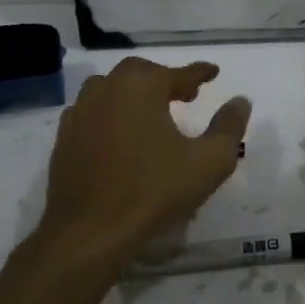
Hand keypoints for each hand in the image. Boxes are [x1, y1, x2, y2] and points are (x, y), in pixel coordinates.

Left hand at [38, 57, 252, 280]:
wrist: (90, 231)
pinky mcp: (64, 138)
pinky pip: (91, 112)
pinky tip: (119, 132)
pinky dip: (110, 112)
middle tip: (185, 94)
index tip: (213, 73)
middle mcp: (107, 89)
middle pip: (140, 72)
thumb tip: (240, 101)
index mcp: (141, 87)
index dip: (199, 73)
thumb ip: (229, 127)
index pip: (178, 72)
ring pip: (110, 88)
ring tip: (151, 110)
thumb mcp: (208, 162)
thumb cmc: (154, 191)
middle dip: (164, 79)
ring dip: (133, 92)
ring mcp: (80, 112)